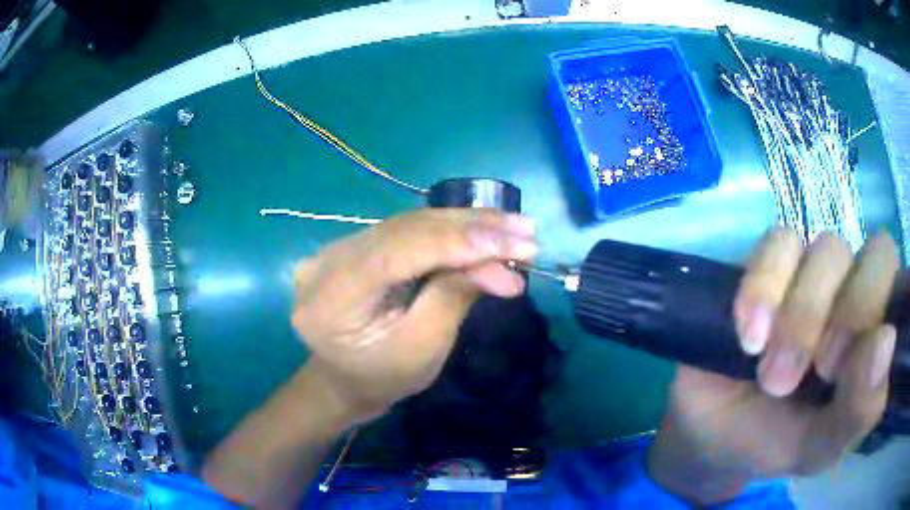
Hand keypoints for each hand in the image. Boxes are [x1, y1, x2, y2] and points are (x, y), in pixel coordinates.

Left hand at [291, 208, 537, 423]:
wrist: (343, 381)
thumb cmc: (382, 378)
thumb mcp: (422, 349)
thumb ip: (455, 298)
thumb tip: (502, 263)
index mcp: (333, 294)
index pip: (401, 249)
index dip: (461, 241)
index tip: (518, 242)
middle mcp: (328, 258)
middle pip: (408, 228)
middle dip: (473, 229)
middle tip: (527, 231)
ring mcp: (338, 247)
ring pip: (410, 222)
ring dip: (467, 224)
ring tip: (515, 227)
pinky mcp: (354, 245)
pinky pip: (406, 229)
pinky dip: (448, 229)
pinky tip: (482, 227)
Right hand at [649, 230, 899, 504]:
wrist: (712, 432)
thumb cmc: (777, 441)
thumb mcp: (820, 446)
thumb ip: (860, 409)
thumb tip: (886, 340)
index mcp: (874, 334)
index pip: (901, 288)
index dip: (879, 316)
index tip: (840, 372)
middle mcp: (855, 291)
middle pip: (875, 256)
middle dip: (847, 316)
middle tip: (813, 373)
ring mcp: (815, 269)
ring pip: (829, 249)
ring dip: (801, 316)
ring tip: (768, 372)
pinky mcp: (770, 261)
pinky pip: (779, 244)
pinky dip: (764, 290)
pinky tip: (749, 335)